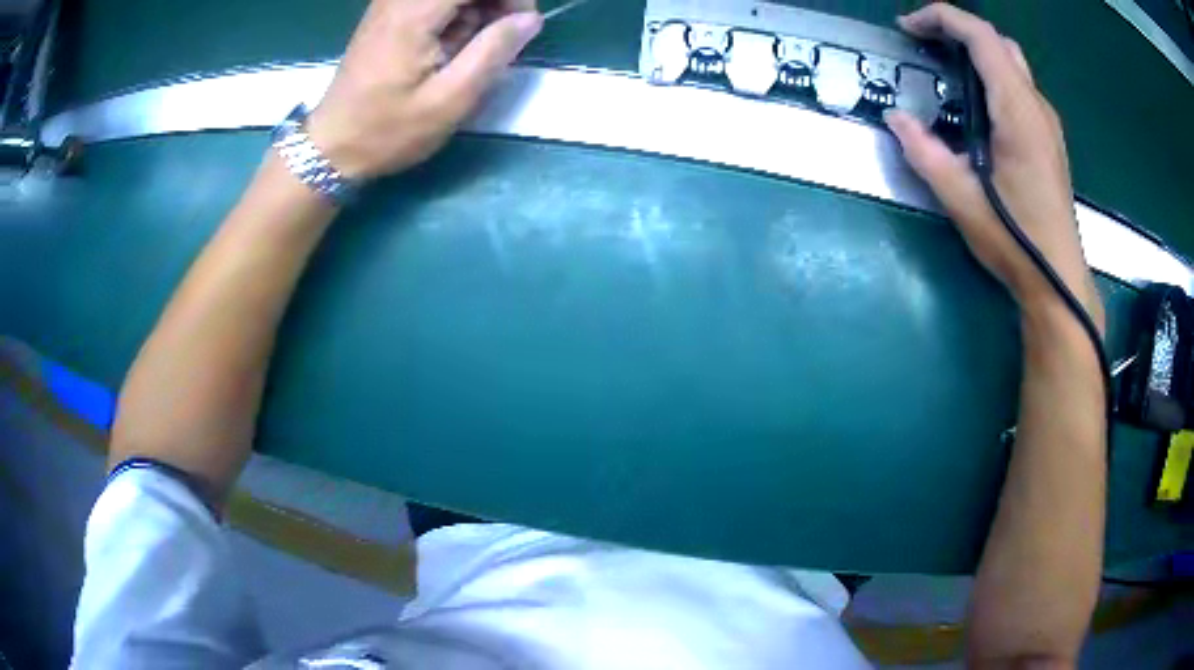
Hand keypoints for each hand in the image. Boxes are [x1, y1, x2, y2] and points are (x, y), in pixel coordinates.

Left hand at [306, 0, 542, 180]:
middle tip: (501, 37)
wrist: (332, 146)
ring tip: (472, 47)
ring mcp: (391, 3)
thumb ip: (493, 52)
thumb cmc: (388, 130)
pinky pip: (435, 1)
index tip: (522, 24)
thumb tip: (530, 19)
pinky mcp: (388, 13)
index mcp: (413, 14)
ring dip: (475, 10)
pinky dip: (456, 14)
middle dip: (494, 2)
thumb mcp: (449, 100)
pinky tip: (452, 42)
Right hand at [884, 3, 1103, 331]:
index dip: (940, 18)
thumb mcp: (961, 199)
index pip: (980, 35)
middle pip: (997, 41)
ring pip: (1011, 61)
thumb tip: (896, 118)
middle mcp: (1036, 106)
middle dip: (957, 30)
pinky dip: (991, 75)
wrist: (1058, 281)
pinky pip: (1019, 86)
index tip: (907, 29)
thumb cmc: (1015, 241)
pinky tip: (975, 103)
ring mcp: (1047, 122)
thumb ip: (924, 152)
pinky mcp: (1049, 138)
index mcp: (1018, 111)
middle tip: (924, 46)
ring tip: (944, 70)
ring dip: (975, 52)